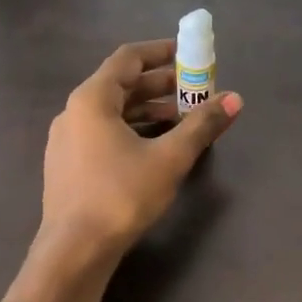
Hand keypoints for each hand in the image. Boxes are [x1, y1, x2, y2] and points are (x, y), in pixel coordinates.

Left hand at [38, 38, 241, 267]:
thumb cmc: (121, 196)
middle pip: (120, 85)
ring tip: (182, 121)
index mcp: (92, 99)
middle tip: (194, 90)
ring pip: (112, 113)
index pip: (128, 58)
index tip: (189, 55)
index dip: (161, 52)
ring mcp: (66, 141)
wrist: (74, 250)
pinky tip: (154, 148)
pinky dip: (131, 131)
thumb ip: (201, 125)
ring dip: (148, 111)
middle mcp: (74, 112)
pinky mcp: (68, 166)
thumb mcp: (169, 159)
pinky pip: (103, 134)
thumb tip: (234, 99)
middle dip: (160, 85)